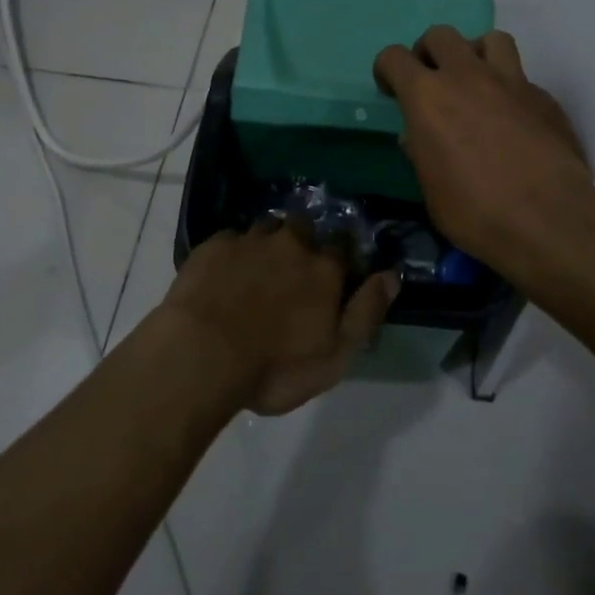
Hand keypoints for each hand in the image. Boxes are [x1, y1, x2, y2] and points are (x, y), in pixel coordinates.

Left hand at [161, 217, 398, 415]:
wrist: (202, 354)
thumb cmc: (275, 366)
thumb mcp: (335, 355)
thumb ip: (367, 312)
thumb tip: (392, 275)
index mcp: (324, 268)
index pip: (343, 249)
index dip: (340, 260)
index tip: (335, 274)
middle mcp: (292, 243)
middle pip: (304, 229)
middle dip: (302, 243)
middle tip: (291, 271)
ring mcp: (250, 240)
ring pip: (267, 228)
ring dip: (268, 243)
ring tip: (257, 269)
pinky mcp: (214, 245)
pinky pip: (231, 239)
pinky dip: (233, 252)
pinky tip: (225, 273)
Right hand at [373, 26, 591, 268]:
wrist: (549, 218)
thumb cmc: (476, 211)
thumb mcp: (431, 189)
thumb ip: (421, 152)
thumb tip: (417, 137)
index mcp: (427, 96)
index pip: (394, 57)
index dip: (387, 70)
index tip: (392, 90)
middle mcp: (467, 76)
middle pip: (441, 35)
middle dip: (430, 53)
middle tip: (433, 82)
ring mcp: (510, 81)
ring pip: (490, 39)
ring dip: (476, 54)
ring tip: (477, 83)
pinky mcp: (544, 97)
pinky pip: (521, 77)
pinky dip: (510, 89)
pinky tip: (514, 119)